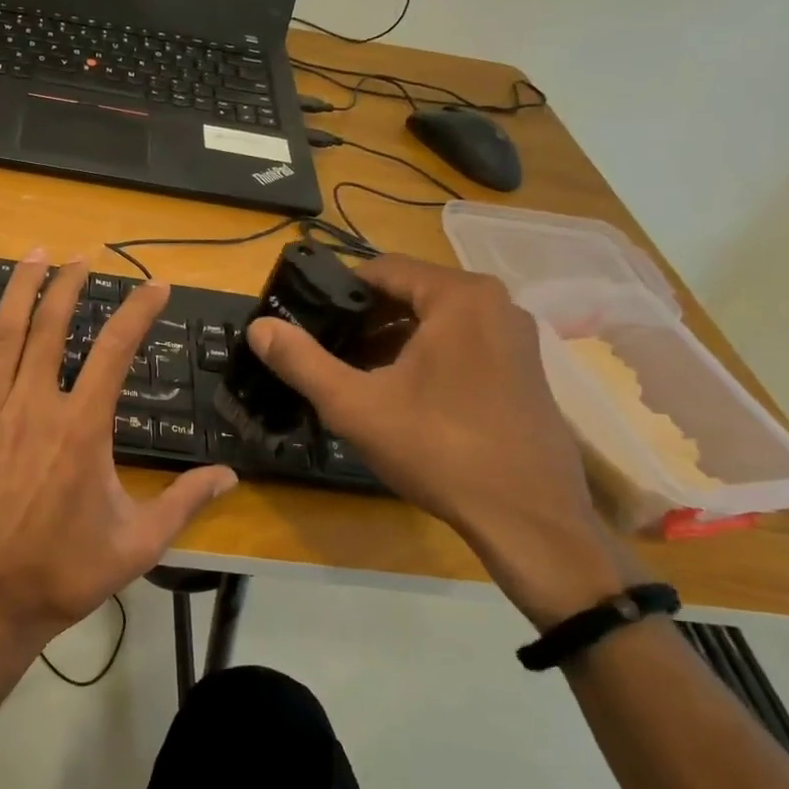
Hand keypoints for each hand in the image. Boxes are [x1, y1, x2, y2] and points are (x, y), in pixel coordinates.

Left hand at [0, 251, 237, 654]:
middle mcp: (35, 405)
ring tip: (37, 254)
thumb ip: (184, 502)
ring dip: (22, 288)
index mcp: (82, 428)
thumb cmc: (64, 574)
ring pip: (4, 333)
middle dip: (72, 284)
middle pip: (54, 326)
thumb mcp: (137, 544)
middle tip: (85, 257)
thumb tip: (229, 476)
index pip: (116, 351)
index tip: (155, 286)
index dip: (138, 311)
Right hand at [245, 254, 647, 626]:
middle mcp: (495, 304)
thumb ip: (301, 361)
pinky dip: (424, 356)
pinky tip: (398, 394)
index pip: (382, 269)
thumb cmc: (438, 449)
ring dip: (391, 340)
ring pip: (434, 321)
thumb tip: (259, 327)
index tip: (305, 319)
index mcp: (459, 297)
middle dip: (362, 319)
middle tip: (324, 350)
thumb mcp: (354, 405)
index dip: (336, 291)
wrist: (529, 519)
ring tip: (352, 373)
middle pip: (409, 293)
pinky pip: (461, 344)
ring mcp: (516, 338)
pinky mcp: (524, 370)